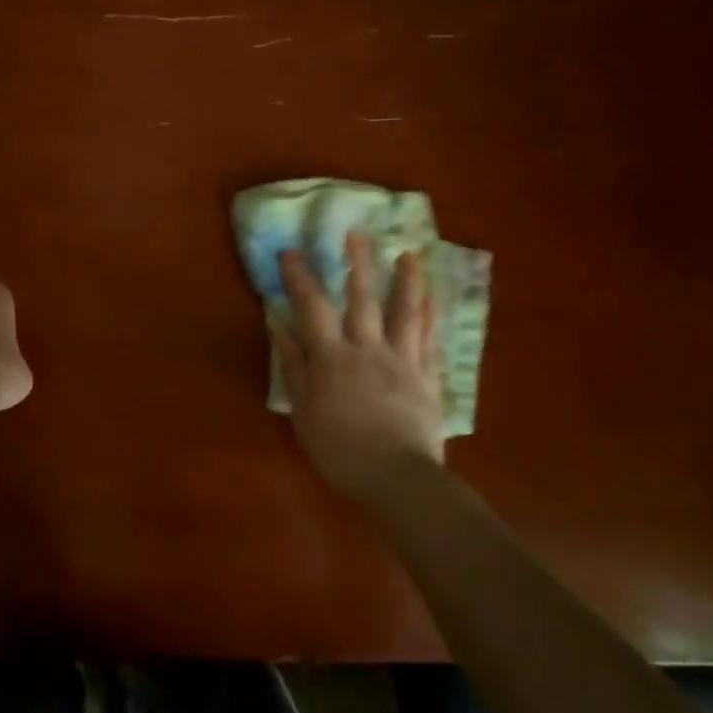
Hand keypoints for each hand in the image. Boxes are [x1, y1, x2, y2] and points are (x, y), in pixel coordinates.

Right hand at [274, 231, 444, 505]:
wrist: (397, 479)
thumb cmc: (340, 450)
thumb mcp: (303, 410)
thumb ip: (293, 364)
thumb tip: (278, 323)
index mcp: (333, 357)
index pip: (312, 307)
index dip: (300, 277)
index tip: (292, 251)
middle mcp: (368, 348)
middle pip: (362, 298)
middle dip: (357, 263)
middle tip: (356, 233)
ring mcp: (403, 361)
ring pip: (405, 312)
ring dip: (406, 281)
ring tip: (409, 255)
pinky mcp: (428, 378)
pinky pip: (431, 341)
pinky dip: (432, 317)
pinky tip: (434, 299)